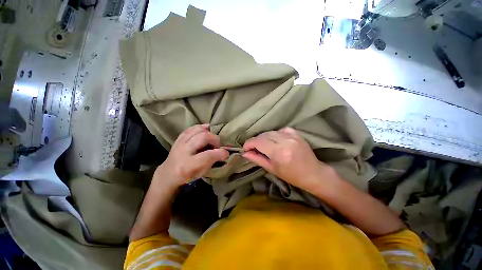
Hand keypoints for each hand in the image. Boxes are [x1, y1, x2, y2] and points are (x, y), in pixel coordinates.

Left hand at [154, 124, 228, 187]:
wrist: (169, 173)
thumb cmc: (187, 175)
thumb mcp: (202, 173)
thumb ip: (213, 162)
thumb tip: (224, 152)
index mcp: (189, 165)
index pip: (208, 155)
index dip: (220, 153)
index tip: (226, 153)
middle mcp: (183, 151)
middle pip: (203, 137)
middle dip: (215, 139)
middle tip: (218, 145)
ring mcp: (180, 142)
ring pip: (197, 130)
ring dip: (208, 132)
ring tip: (213, 137)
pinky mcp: (179, 137)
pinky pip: (191, 128)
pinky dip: (201, 127)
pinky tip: (206, 130)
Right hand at [242, 127, 338, 192]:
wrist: (313, 173)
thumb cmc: (292, 176)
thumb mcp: (272, 169)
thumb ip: (257, 159)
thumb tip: (245, 153)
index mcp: (279, 153)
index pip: (258, 142)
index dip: (249, 143)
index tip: (245, 148)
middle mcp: (285, 141)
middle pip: (263, 135)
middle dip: (255, 141)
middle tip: (253, 148)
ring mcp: (292, 136)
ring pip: (271, 132)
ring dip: (264, 137)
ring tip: (264, 145)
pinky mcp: (296, 134)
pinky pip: (280, 130)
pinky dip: (274, 134)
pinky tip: (275, 140)